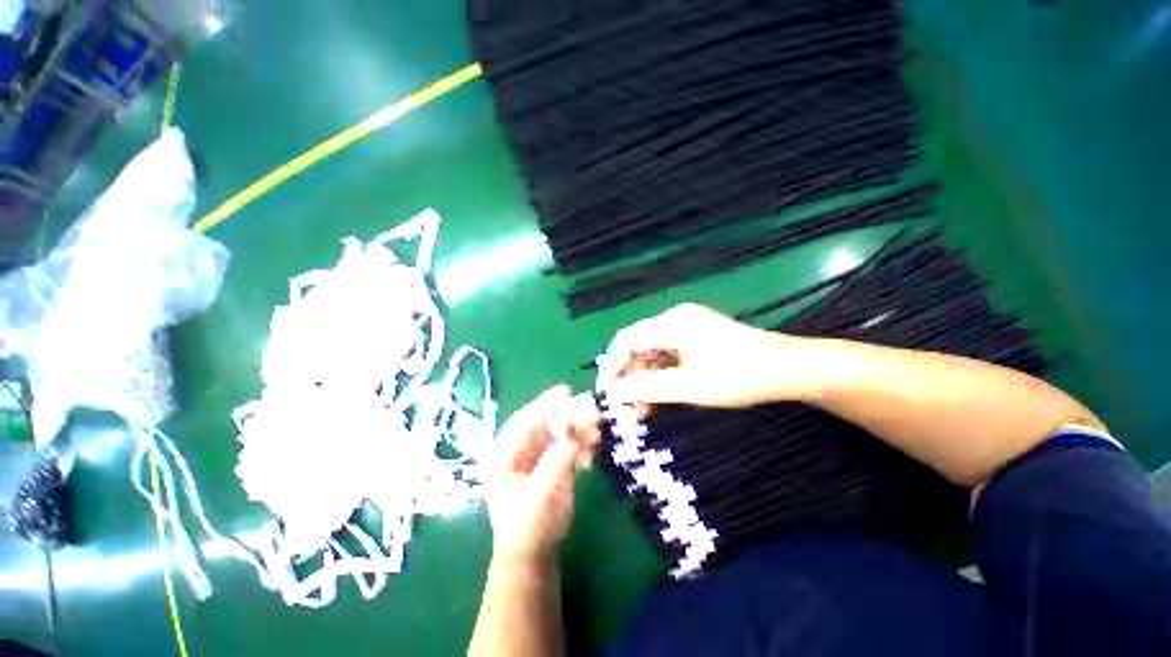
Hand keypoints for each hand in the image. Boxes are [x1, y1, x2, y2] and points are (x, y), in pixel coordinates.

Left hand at [485, 385, 589, 564]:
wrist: (534, 555)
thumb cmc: (528, 526)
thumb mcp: (542, 492)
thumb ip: (557, 460)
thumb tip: (575, 434)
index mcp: (503, 453)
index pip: (525, 420)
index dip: (546, 404)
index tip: (566, 391)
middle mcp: (518, 449)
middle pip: (544, 423)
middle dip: (567, 416)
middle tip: (589, 410)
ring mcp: (535, 456)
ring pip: (557, 433)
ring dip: (577, 430)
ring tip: (596, 430)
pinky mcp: (549, 463)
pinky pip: (565, 445)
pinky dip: (579, 444)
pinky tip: (593, 447)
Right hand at [598, 303, 814, 407]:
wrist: (788, 368)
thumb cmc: (739, 377)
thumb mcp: (688, 387)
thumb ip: (646, 388)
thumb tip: (612, 393)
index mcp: (672, 323)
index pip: (626, 341)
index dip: (611, 367)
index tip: (604, 394)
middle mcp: (674, 318)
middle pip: (638, 345)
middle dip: (628, 376)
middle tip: (626, 406)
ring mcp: (686, 324)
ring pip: (652, 351)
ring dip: (644, 378)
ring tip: (643, 408)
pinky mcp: (695, 334)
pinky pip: (667, 352)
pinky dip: (660, 374)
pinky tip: (659, 395)